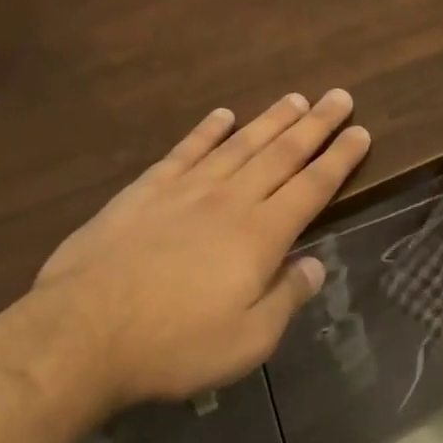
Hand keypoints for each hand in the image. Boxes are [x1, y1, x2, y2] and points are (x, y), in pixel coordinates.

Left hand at [0, 90, 370, 418]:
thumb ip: (286, 298)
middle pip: (281, 154)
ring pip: (238, 145)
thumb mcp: (248, 341)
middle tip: (338, 96)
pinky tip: (221, 115)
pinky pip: (184, 151)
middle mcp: (229, 201)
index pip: (312, 187)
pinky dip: (206, 130)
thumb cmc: (174, 346)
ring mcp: (184, 191)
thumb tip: (315, 265)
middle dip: (315, 125)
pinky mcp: (144, 192)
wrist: (81, 335)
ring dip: (270, 120)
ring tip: (294, 98)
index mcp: (261, 236)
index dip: (340, 159)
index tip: (361, 132)